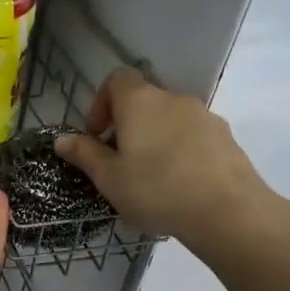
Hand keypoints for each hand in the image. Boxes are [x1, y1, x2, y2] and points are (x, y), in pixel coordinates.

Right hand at [54, 68, 289, 259]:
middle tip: (119, 163)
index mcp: (140, 102)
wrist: (227, 211)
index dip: (101, 103)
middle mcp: (173, 99)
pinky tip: (179, 184)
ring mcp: (204, 116)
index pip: (117, 79)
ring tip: (150, 178)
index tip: (97, 135)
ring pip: (169, 120)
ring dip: (154, 139)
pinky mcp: (225, 137)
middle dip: (127, 126)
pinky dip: (180, 151)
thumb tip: (62, 139)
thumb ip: (85, 155)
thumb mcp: (109, 178)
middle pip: (143, 101)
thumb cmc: (156, 190)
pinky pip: (192, 136)